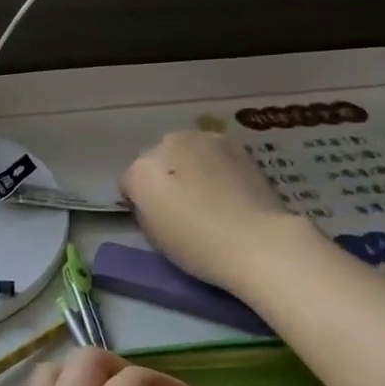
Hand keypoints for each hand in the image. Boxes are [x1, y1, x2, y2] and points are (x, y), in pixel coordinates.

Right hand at [121, 128, 303, 292]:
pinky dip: (214, 163)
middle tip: (182, 203)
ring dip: (189, 165)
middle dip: (164, 176)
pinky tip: (228, 186)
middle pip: (156, 159)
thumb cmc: (197, 246)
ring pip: (185, 150)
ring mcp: (201, 139)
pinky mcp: (232, 142)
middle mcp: (166, 145)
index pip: (129, 182)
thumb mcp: (153, 235)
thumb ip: (146, 208)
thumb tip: (155, 200)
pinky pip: (212, 151)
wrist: (255, 240)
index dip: (139, 200)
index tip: (155, 217)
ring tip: (208, 192)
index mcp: (140, 170)